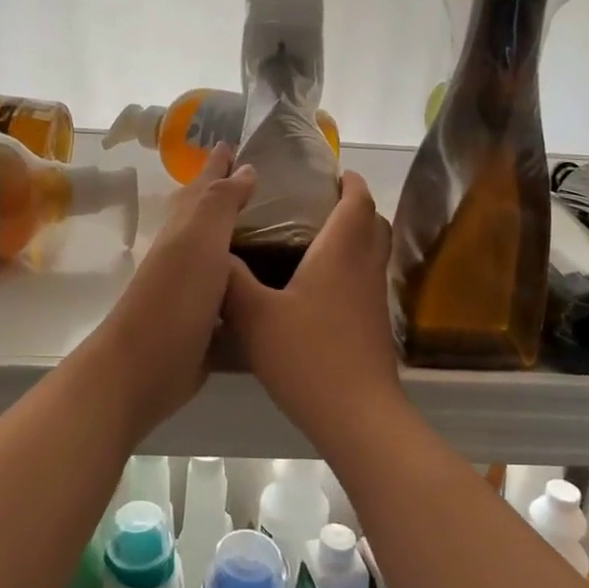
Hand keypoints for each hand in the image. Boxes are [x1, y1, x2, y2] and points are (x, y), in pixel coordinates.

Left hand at [83, 143, 254, 438]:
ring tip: (277, 238)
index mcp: (184, 232)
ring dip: (243, 249)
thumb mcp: (199, 241)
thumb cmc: (173, 298)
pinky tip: (270, 299)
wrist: (142, 370)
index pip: (203, 188)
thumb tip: (243, 166)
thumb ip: (220, 204)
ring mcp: (194, 297)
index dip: (217, 166)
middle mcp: (187, 259)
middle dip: (228, 201)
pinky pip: (233, 305)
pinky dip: (248, 296)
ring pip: (222, 263)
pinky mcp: (205, 332)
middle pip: (209, 222)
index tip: (232, 144)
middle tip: (261, 185)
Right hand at [224, 171, 402, 438]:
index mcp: (341, 252)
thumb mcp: (254, 316)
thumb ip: (231, 280)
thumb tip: (213, 252)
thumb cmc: (307, 356)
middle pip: (373, 223)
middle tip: (320, 203)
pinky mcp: (375, 324)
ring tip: (316, 239)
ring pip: (373, 252)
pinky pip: (367, 278)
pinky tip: (320, 287)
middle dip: (354, 206)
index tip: (330, 173)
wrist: (356, 414)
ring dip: (355, 236)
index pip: (357, 201)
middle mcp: (364, 267)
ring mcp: (374, 298)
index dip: (348, 181)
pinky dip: (352, 267)